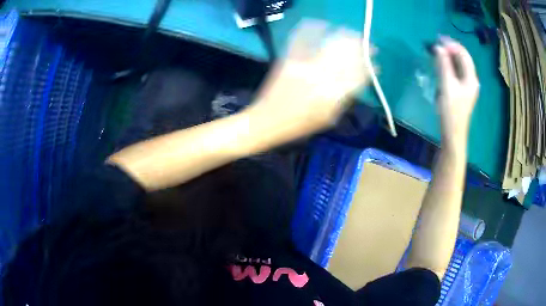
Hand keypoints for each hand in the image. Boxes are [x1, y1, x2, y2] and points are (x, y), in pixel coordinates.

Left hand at [248, 19, 370, 137]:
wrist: (265, 121)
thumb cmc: (298, 125)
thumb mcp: (327, 119)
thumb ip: (343, 100)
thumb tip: (356, 84)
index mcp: (331, 95)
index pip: (357, 76)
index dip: (369, 69)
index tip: (375, 65)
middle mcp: (320, 77)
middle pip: (346, 57)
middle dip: (361, 49)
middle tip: (369, 46)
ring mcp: (303, 65)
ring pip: (329, 46)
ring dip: (344, 37)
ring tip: (352, 34)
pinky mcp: (288, 59)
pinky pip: (302, 40)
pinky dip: (313, 30)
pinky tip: (322, 25)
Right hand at [435, 37, 479, 148]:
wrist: (453, 133)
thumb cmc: (451, 110)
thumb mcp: (447, 85)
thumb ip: (443, 65)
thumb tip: (438, 47)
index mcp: (471, 78)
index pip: (463, 54)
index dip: (452, 44)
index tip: (437, 39)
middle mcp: (471, 80)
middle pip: (462, 58)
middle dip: (450, 49)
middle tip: (436, 43)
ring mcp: (467, 86)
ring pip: (459, 65)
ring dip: (448, 56)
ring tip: (436, 50)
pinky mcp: (461, 90)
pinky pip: (456, 72)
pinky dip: (448, 65)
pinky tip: (441, 64)